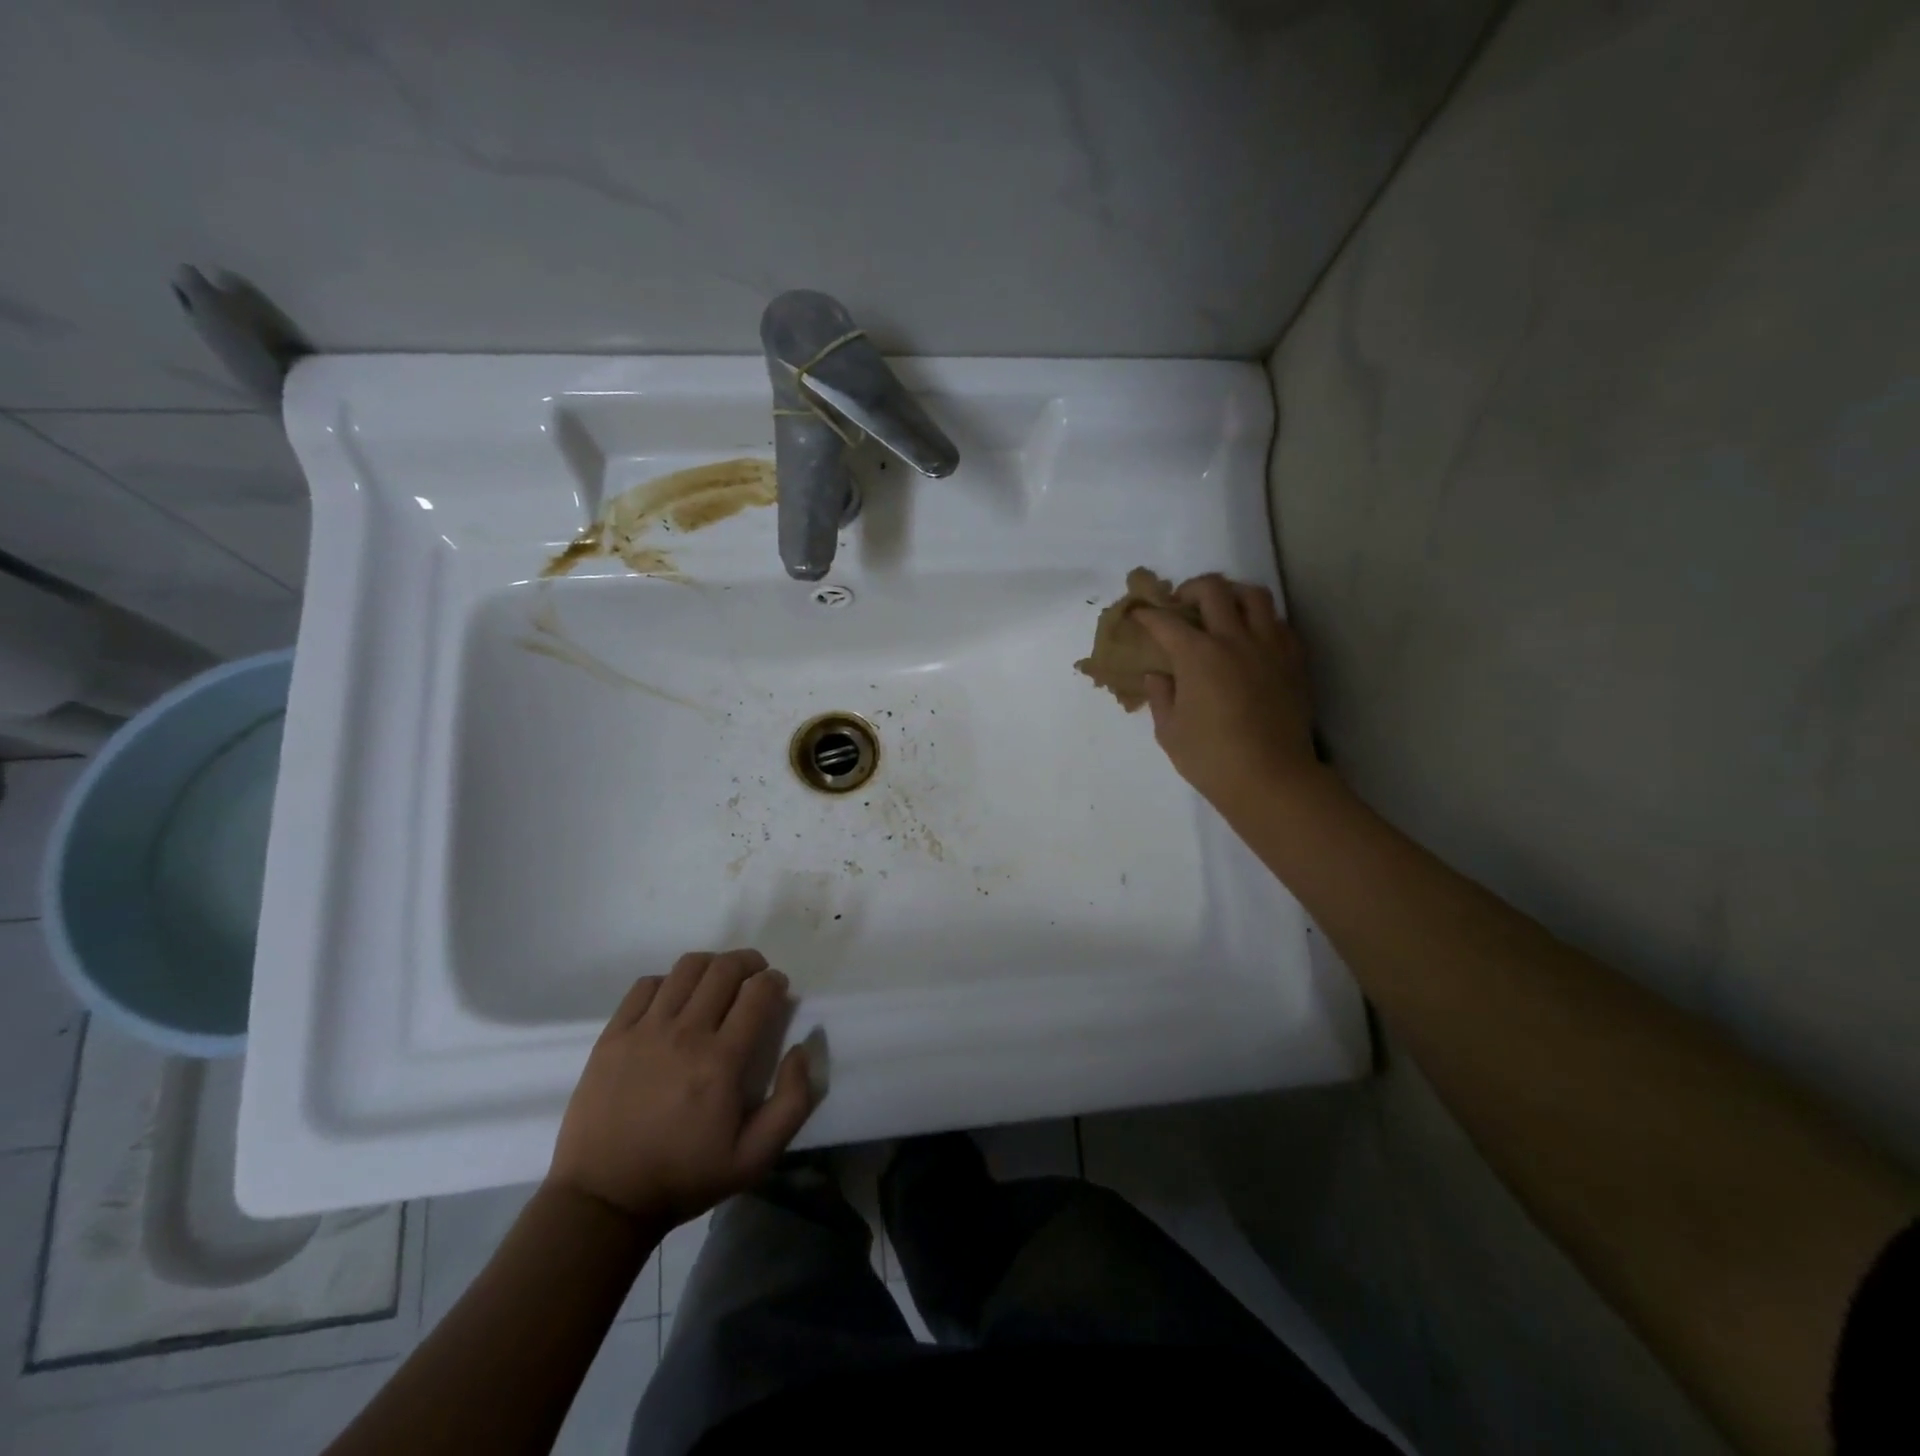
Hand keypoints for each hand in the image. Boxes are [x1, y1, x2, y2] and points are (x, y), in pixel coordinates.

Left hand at [547, 949, 815, 1229]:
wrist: (604, 1199)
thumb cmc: (685, 1177)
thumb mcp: (755, 1158)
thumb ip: (792, 1102)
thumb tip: (801, 1048)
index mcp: (722, 1061)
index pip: (758, 992)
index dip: (775, 981)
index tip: (778, 989)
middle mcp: (685, 1034)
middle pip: (725, 969)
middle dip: (749, 963)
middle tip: (755, 976)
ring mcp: (645, 1030)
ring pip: (687, 968)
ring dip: (712, 965)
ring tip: (718, 980)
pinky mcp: (613, 1034)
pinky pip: (646, 985)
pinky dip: (669, 981)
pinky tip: (675, 1000)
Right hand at [1137, 574, 1321, 807]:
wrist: (1271, 778)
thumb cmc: (1211, 758)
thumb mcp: (1169, 731)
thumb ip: (1161, 696)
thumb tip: (1158, 675)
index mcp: (1197, 655)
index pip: (1166, 622)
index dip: (1147, 615)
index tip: (1138, 615)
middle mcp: (1234, 639)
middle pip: (1213, 590)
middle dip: (1190, 589)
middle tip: (1181, 604)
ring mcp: (1269, 646)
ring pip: (1254, 596)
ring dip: (1232, 594)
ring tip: (1222, 609)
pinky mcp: (1294, 661)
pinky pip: (1279, 623)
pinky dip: (1262, 621)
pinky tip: (1252, 638)